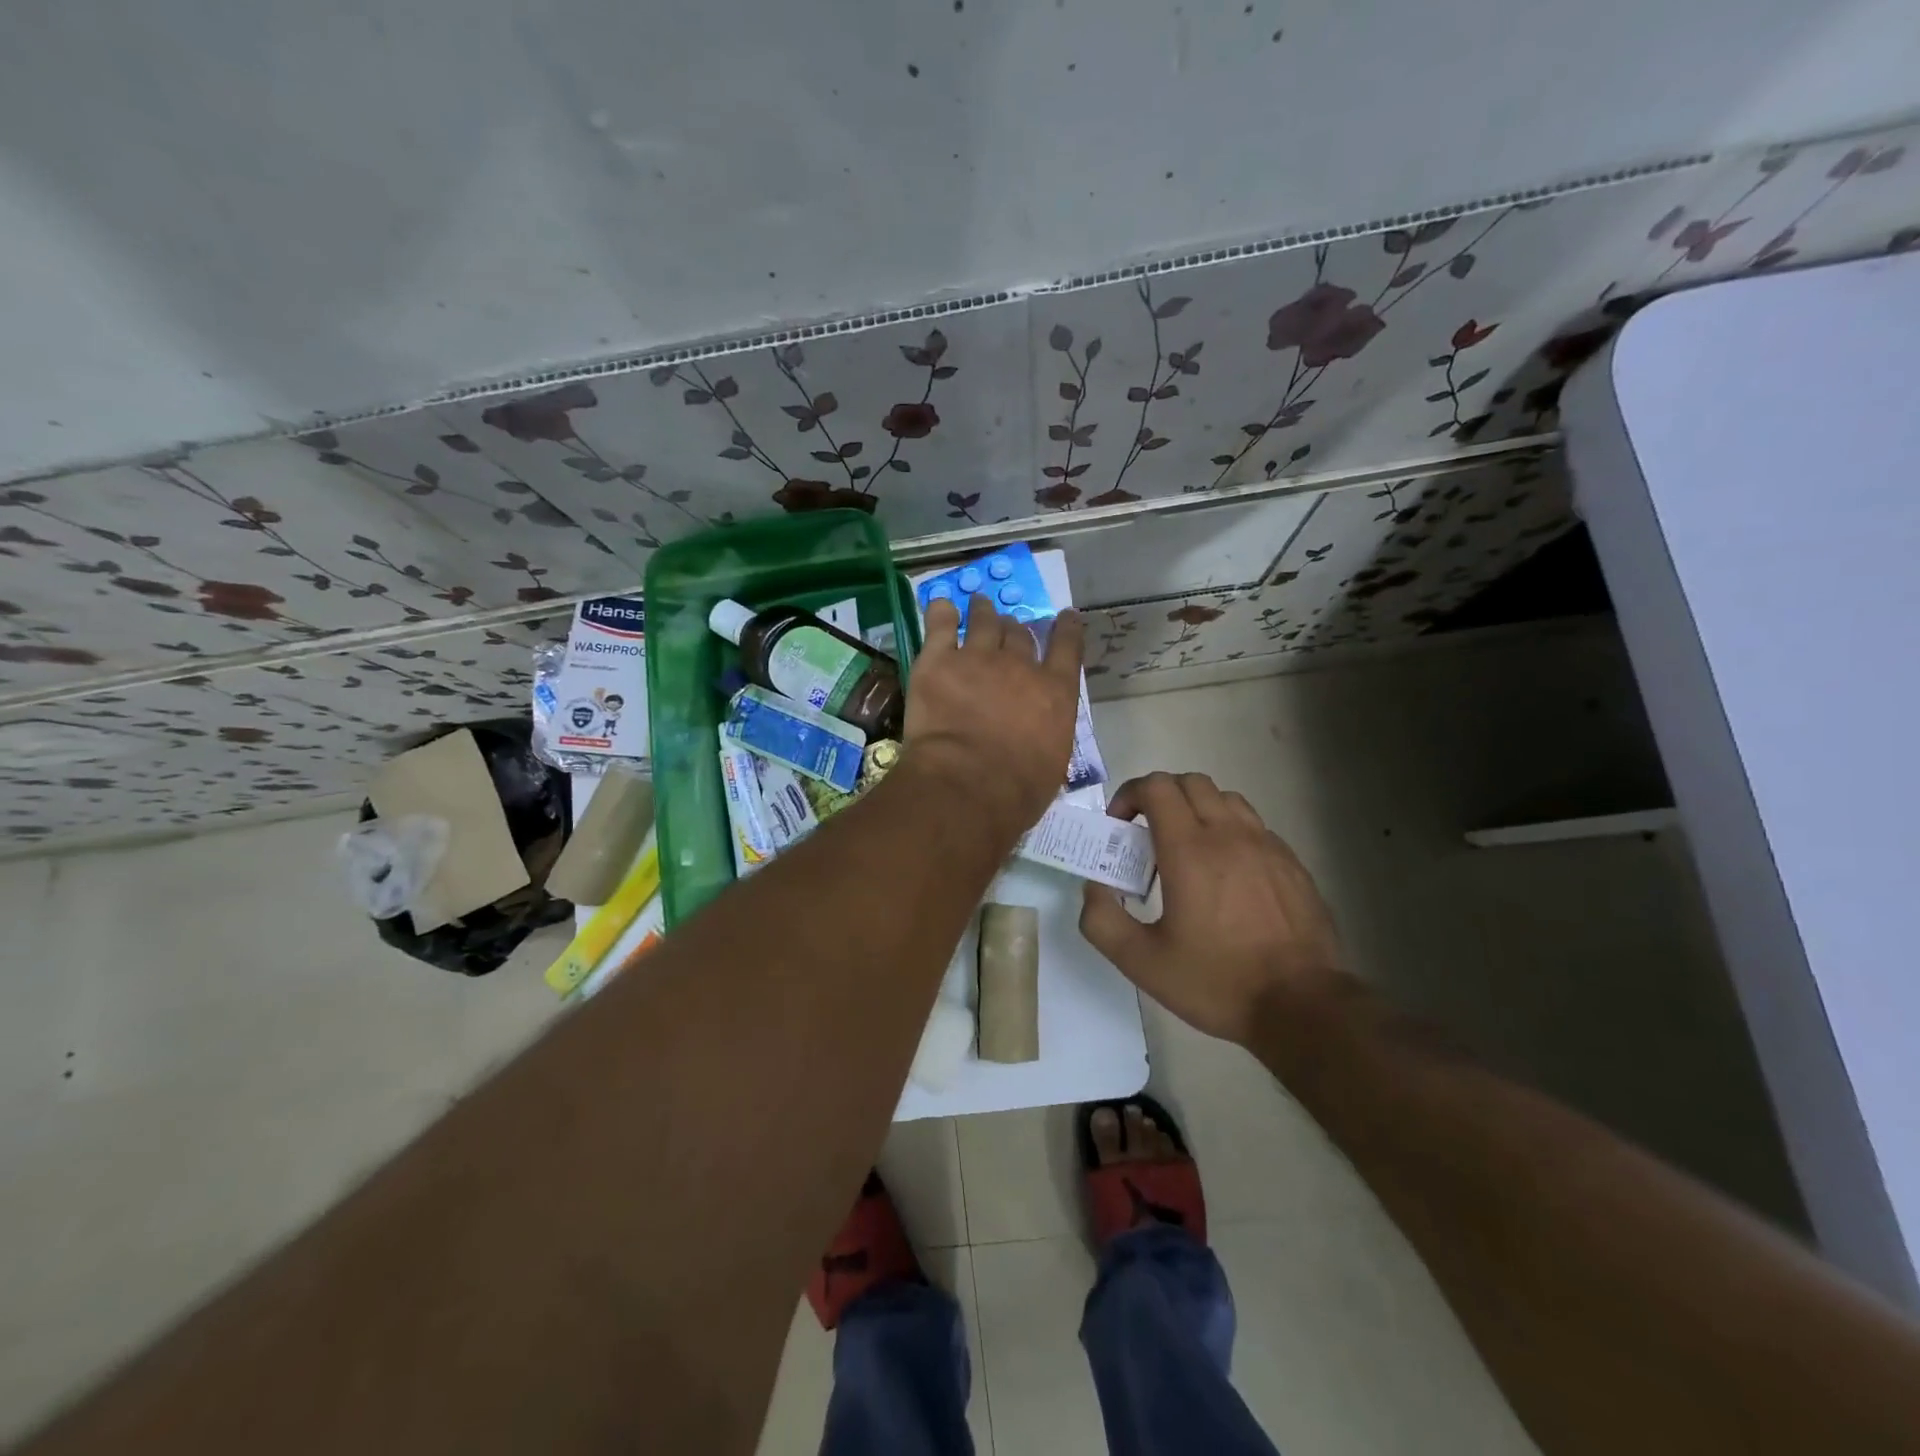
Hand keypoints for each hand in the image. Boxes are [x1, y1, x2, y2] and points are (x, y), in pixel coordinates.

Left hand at [904, 595, 1085, 837]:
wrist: (967, 785)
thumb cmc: (1017, 791)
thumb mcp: (1052, 762)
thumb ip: (1047, 732)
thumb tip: (1037, 731)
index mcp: (1055, 692)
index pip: (1067, 648)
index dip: (1067, 628)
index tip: (1065, 616)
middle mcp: (1019, 666)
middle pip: (1019, 634)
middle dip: (1015, 629)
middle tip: (1007, 628)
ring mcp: (977, 658)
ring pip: (983, 621)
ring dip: (983, 612)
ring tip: (979, 604)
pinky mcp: (937, 661)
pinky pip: (940, 625)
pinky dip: (941, 612)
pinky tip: (941, 606)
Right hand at [1078, 772, 1346, 1044]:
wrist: (1302, 1006)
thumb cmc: (1216, 982)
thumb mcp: (1141, 963)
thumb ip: (1102, 919)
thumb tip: (1094, 887)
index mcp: (1189, 850)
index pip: (1156, 787)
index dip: (1129, 795)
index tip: (1119, 826)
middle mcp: (1229, 835)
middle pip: (1190, 782)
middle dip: (1159, 796)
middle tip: (1146, 835)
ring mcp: (1266, 845)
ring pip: (1224, 798)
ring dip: (1196, 809)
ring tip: (1186, 848)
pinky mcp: (1291, 863)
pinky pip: (1253, 825)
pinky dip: (1229, 831)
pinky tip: (1226, 872)